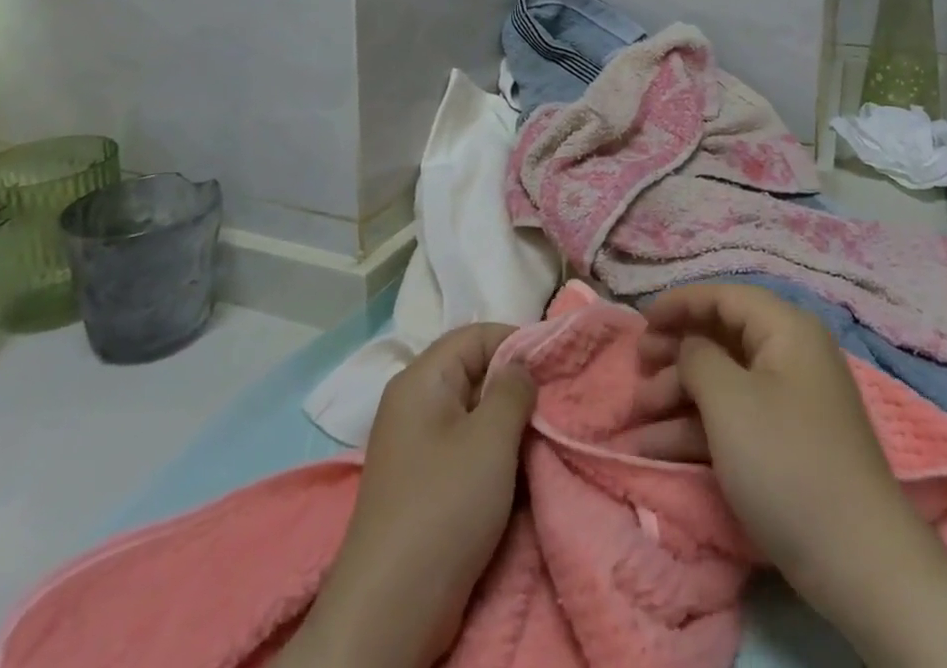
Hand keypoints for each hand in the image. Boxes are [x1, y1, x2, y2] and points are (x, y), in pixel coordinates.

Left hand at [283, 325, 536, 667]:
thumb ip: (514, 389)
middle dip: (517, 385)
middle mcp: (414, 403)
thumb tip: (522, 368)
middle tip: (556, 403)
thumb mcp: (491, 438)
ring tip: (544, 436)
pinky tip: (521, 470)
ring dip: (509, 424)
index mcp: (422, 379)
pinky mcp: (424, 484)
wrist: (390, 611)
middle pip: (475, 372)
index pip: (477, 335)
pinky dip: (494, 453)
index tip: (556, 364)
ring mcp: (417, 446)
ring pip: (474, 413)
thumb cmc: (444, 506)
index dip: (518, 341)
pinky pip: (466, 448)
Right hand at [633, 283, 906, 600]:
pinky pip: (732, 419)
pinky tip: (653, 448)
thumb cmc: (786, 461)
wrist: (857, 562)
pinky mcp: (783, 444)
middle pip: (721, 337)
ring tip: (637, 416)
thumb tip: (690, 346)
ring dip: (677, 395)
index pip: (725, 296)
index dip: (680, 303)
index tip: (641, 320)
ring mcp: (788, 402)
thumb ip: (697, 356)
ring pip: (722, 382)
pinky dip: (695, 428)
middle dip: (674, 352)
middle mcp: (790, 355)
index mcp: (786, 329)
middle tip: (638, 366)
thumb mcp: (729, 400)